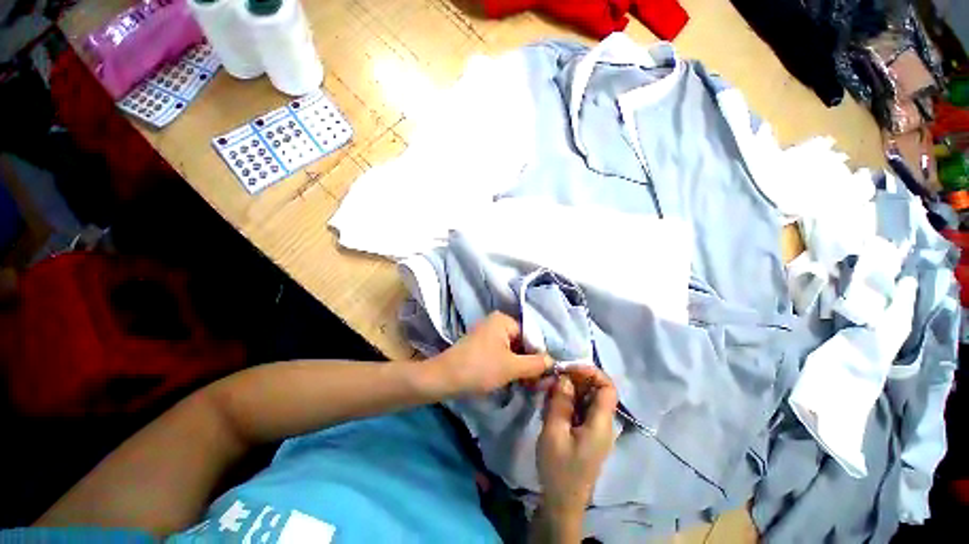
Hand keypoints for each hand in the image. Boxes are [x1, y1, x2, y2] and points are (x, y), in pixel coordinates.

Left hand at [428, 312, 551, 396]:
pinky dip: (509, 366)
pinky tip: (513, 380)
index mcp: (504, 320)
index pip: (532, 337)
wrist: (443, 378)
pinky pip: (502, 353)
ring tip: (527, 385)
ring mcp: (488, 334)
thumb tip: (554, 362)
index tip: (546, 377)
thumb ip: (536, 364)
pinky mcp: (481, 346)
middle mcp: (496, 323)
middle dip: (530, 363)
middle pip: (522, 343)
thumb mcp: (511, 367)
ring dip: (520, 367)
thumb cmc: (479, 368)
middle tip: (537, 384)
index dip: (540, 356)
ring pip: (513, 350)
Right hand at [537, 366, 617, 517]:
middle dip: (576, 379)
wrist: (561, 502)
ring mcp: (595, 429)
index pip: (608, 388)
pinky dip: (567, 400)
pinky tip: (552, 402)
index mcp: (601, 423)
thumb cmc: (559, 469)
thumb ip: (560, 402)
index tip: (569, 367)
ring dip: (570, 389)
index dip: (592, 372)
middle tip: (554, 376)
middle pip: (597, 391)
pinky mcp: (586, 433)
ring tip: (550, 388)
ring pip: (587, 399)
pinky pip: (580, 409)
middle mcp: (603, 423)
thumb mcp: (554, 433)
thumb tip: (564, 377)